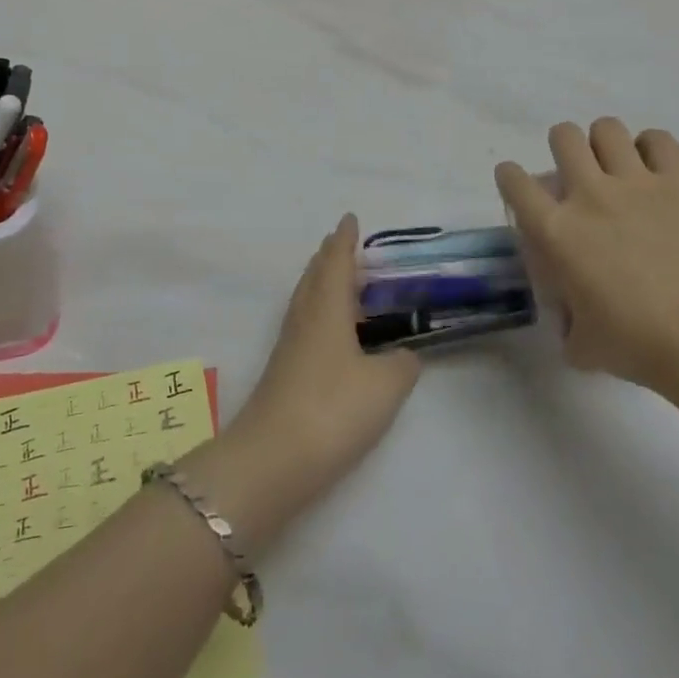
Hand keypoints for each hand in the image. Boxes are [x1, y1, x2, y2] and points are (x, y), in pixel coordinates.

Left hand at [215, 216, 419, 531]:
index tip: (350, 219)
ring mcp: (290, 345)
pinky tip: (332, 329)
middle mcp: (304, 317)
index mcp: (326, 308)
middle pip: (315, 275)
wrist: (274, 458)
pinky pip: (305, 322)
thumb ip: (402, 364)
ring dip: (322, 281)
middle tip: (345, 244)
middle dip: (329, 256)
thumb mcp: (385, 386)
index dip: (345, 240)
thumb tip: (405, 354)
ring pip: (307, 298)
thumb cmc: (333, 409)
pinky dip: (320, 310)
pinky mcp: (284, 370)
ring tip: (340, 278)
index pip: (336, 262)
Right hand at [495, 120, 678, 391]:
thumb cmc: (635, 343)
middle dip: (564, 146)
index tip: (518, 184)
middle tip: (578, 170)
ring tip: (617, 163)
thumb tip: (572, 325)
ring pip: (606, 128)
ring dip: (606, 142)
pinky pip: (658, 140)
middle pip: (563, 136)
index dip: (510, 177)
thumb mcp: (583, 344)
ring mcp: (635, 182)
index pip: (514, 182)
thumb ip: (568, 326)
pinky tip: (656, 166)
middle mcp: (588, 194)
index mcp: (555, 231)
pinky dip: (652, 147)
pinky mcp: (678, 181)